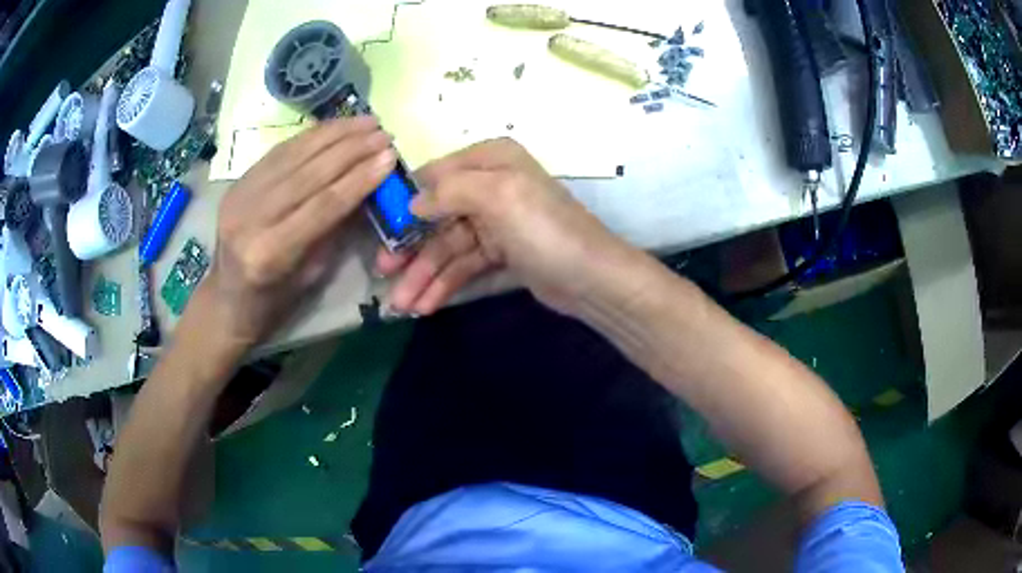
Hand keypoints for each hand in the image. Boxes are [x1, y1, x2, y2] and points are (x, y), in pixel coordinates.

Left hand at [200, 117, 395, 348]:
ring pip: (293, 154)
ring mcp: (240, 196)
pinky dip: (310, 135)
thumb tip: (367, 187)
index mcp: (271, 253)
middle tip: (383, 133)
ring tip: (366, 121)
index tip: (390, 156)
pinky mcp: (237, 182)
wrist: (227, 299)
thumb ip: (335, 228)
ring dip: (334, 133)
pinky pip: (278, 151)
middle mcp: (251, 218)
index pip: (323, 205)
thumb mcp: (312, 275)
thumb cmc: (274, 300)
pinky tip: (335, 126)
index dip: (359, 177)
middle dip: (351, 149)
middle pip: (308, 173)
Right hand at [378, 138, 628, 316]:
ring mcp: (497, 222)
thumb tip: (412, 202)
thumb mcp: (497, 195)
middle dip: (410, 248)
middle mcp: (492, 186)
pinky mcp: (502, 254)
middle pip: (438, 216)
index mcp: (491, 160)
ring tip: (402, 306)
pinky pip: (464, 265)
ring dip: (424, 275)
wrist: (591, 278)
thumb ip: (449, 190)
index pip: (436, 174)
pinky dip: (444, 284)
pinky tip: (425, 306)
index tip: (378, 227)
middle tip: (383, 273)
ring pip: (448, 247)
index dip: (406, 200)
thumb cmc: (544, 228)